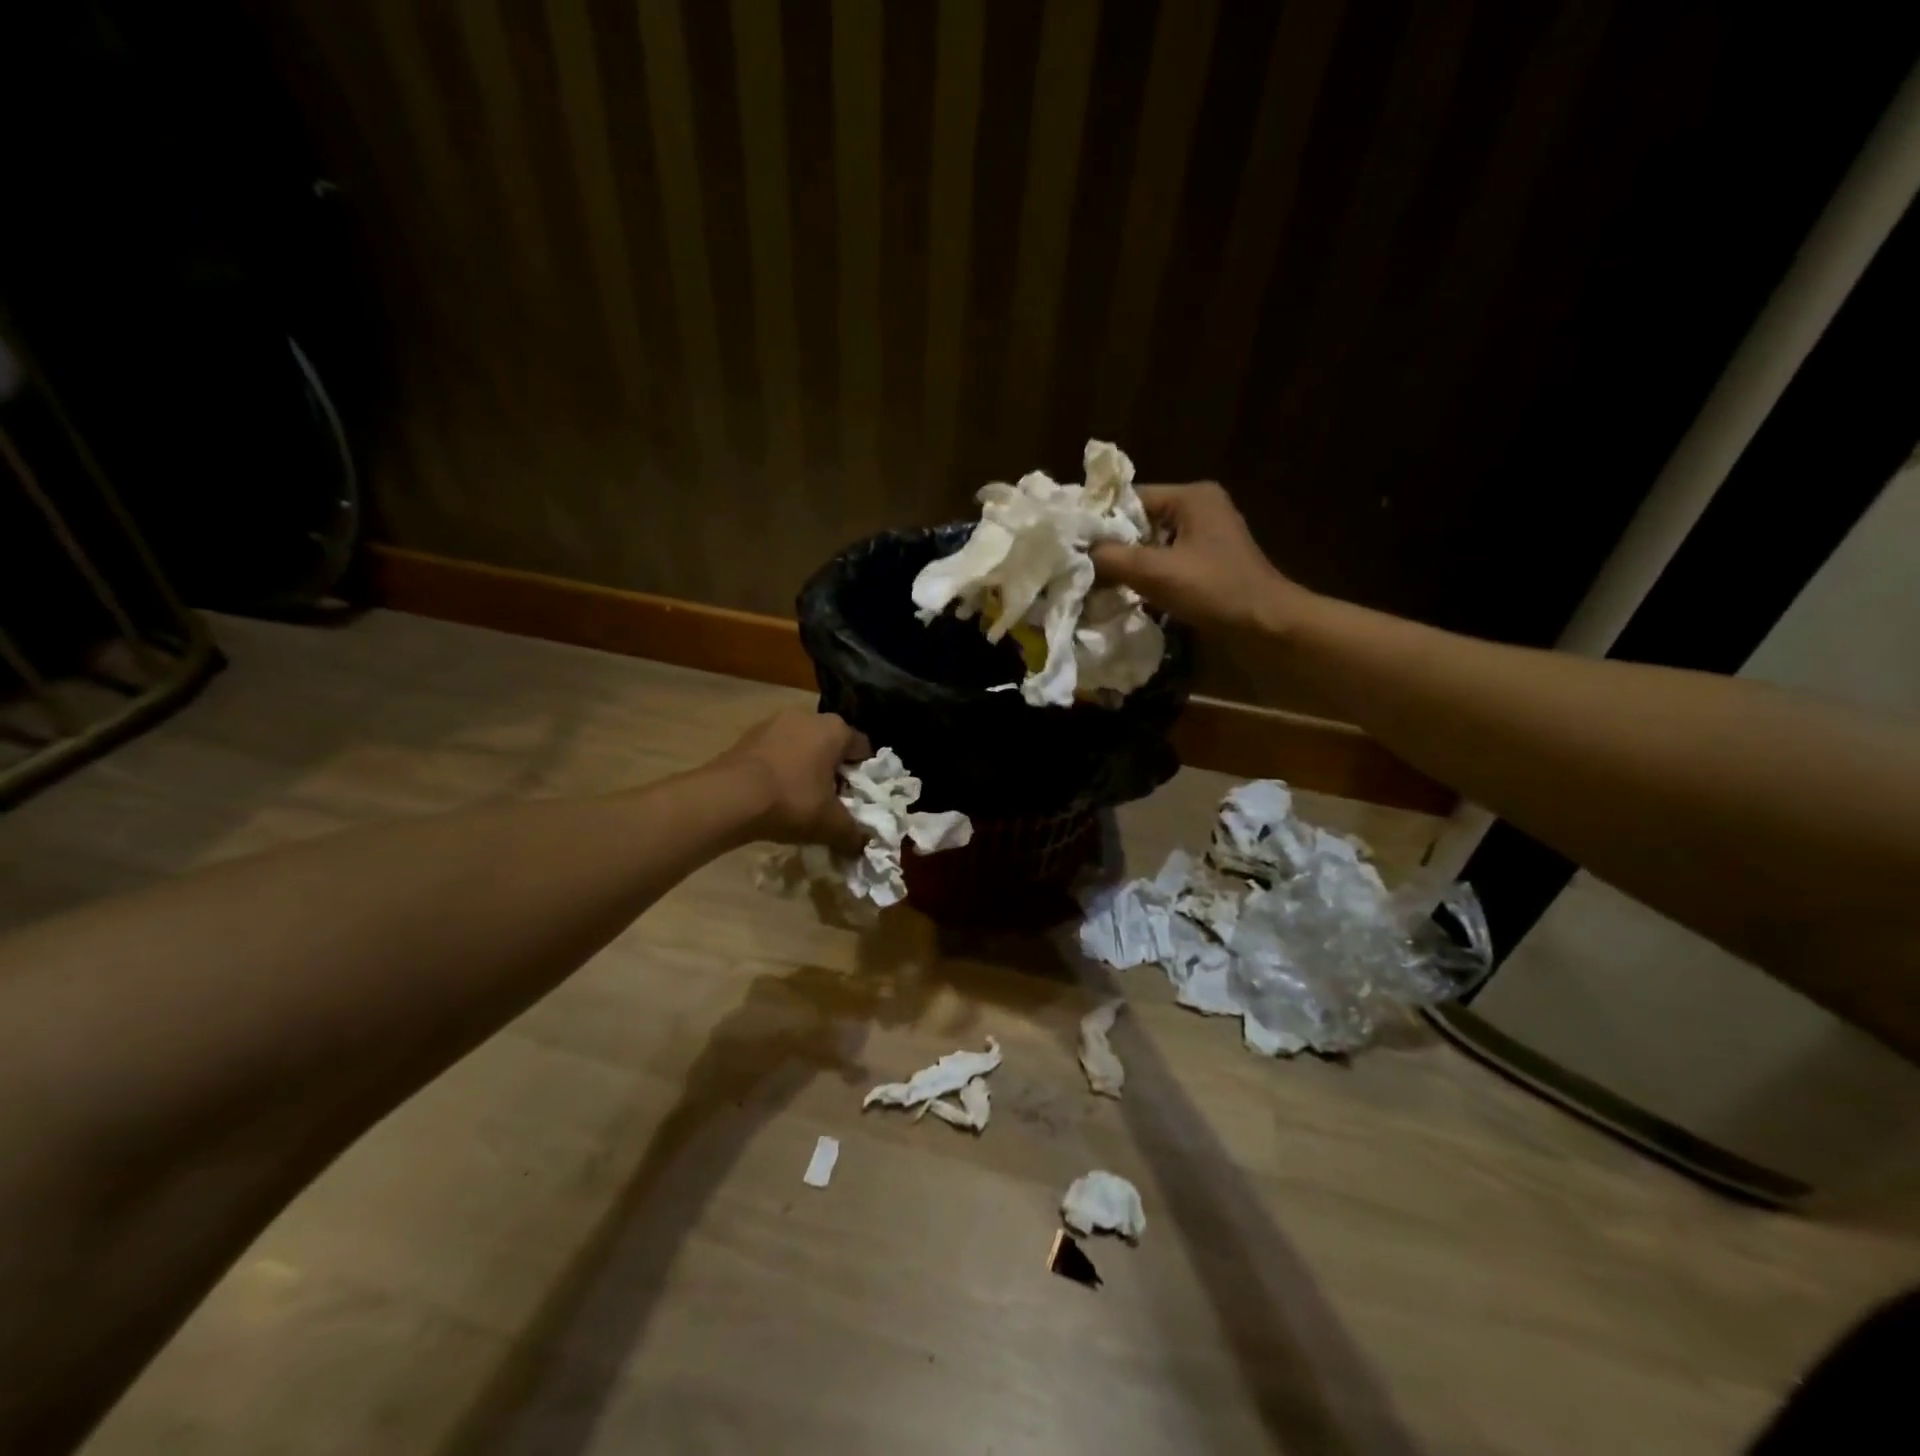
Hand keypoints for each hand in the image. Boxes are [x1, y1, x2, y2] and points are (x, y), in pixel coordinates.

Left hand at [710, 709, 871, 852]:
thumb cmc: (791, 801)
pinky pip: (776, 752)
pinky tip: (774, 794)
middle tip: (830, 802)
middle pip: (831, 745)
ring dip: (806, 768)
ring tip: (800, 800)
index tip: (857, 800)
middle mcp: (808, 716)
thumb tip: (863, 844)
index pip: (863, 749)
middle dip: (833, 771)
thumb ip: (854, 834)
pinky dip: (781, 768)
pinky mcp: (748, 735)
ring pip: (802, 746)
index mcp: (836, 729)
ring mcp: (774, 722)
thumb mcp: (831, 825)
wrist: (728, 798)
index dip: (864, 776)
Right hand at [1090, 481, 1316, 635]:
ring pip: (1150, 543)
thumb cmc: (1214, 590)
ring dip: (1127, 563)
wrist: (1265, 626)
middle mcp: (1199, 507)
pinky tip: (1125, 592)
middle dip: (1111, 545)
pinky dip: (1145, 574)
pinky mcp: (1207, 562)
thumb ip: (1111, 558)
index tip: (1071, 543)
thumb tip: (1077, 552)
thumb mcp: (1155, 572)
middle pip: (1139, 521)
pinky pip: (1165, 560)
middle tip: (1078, 566)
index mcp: (1191, 497)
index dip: (1098, 520)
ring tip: (1095, 581)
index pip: (1129, 498)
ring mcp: (1205, 536)